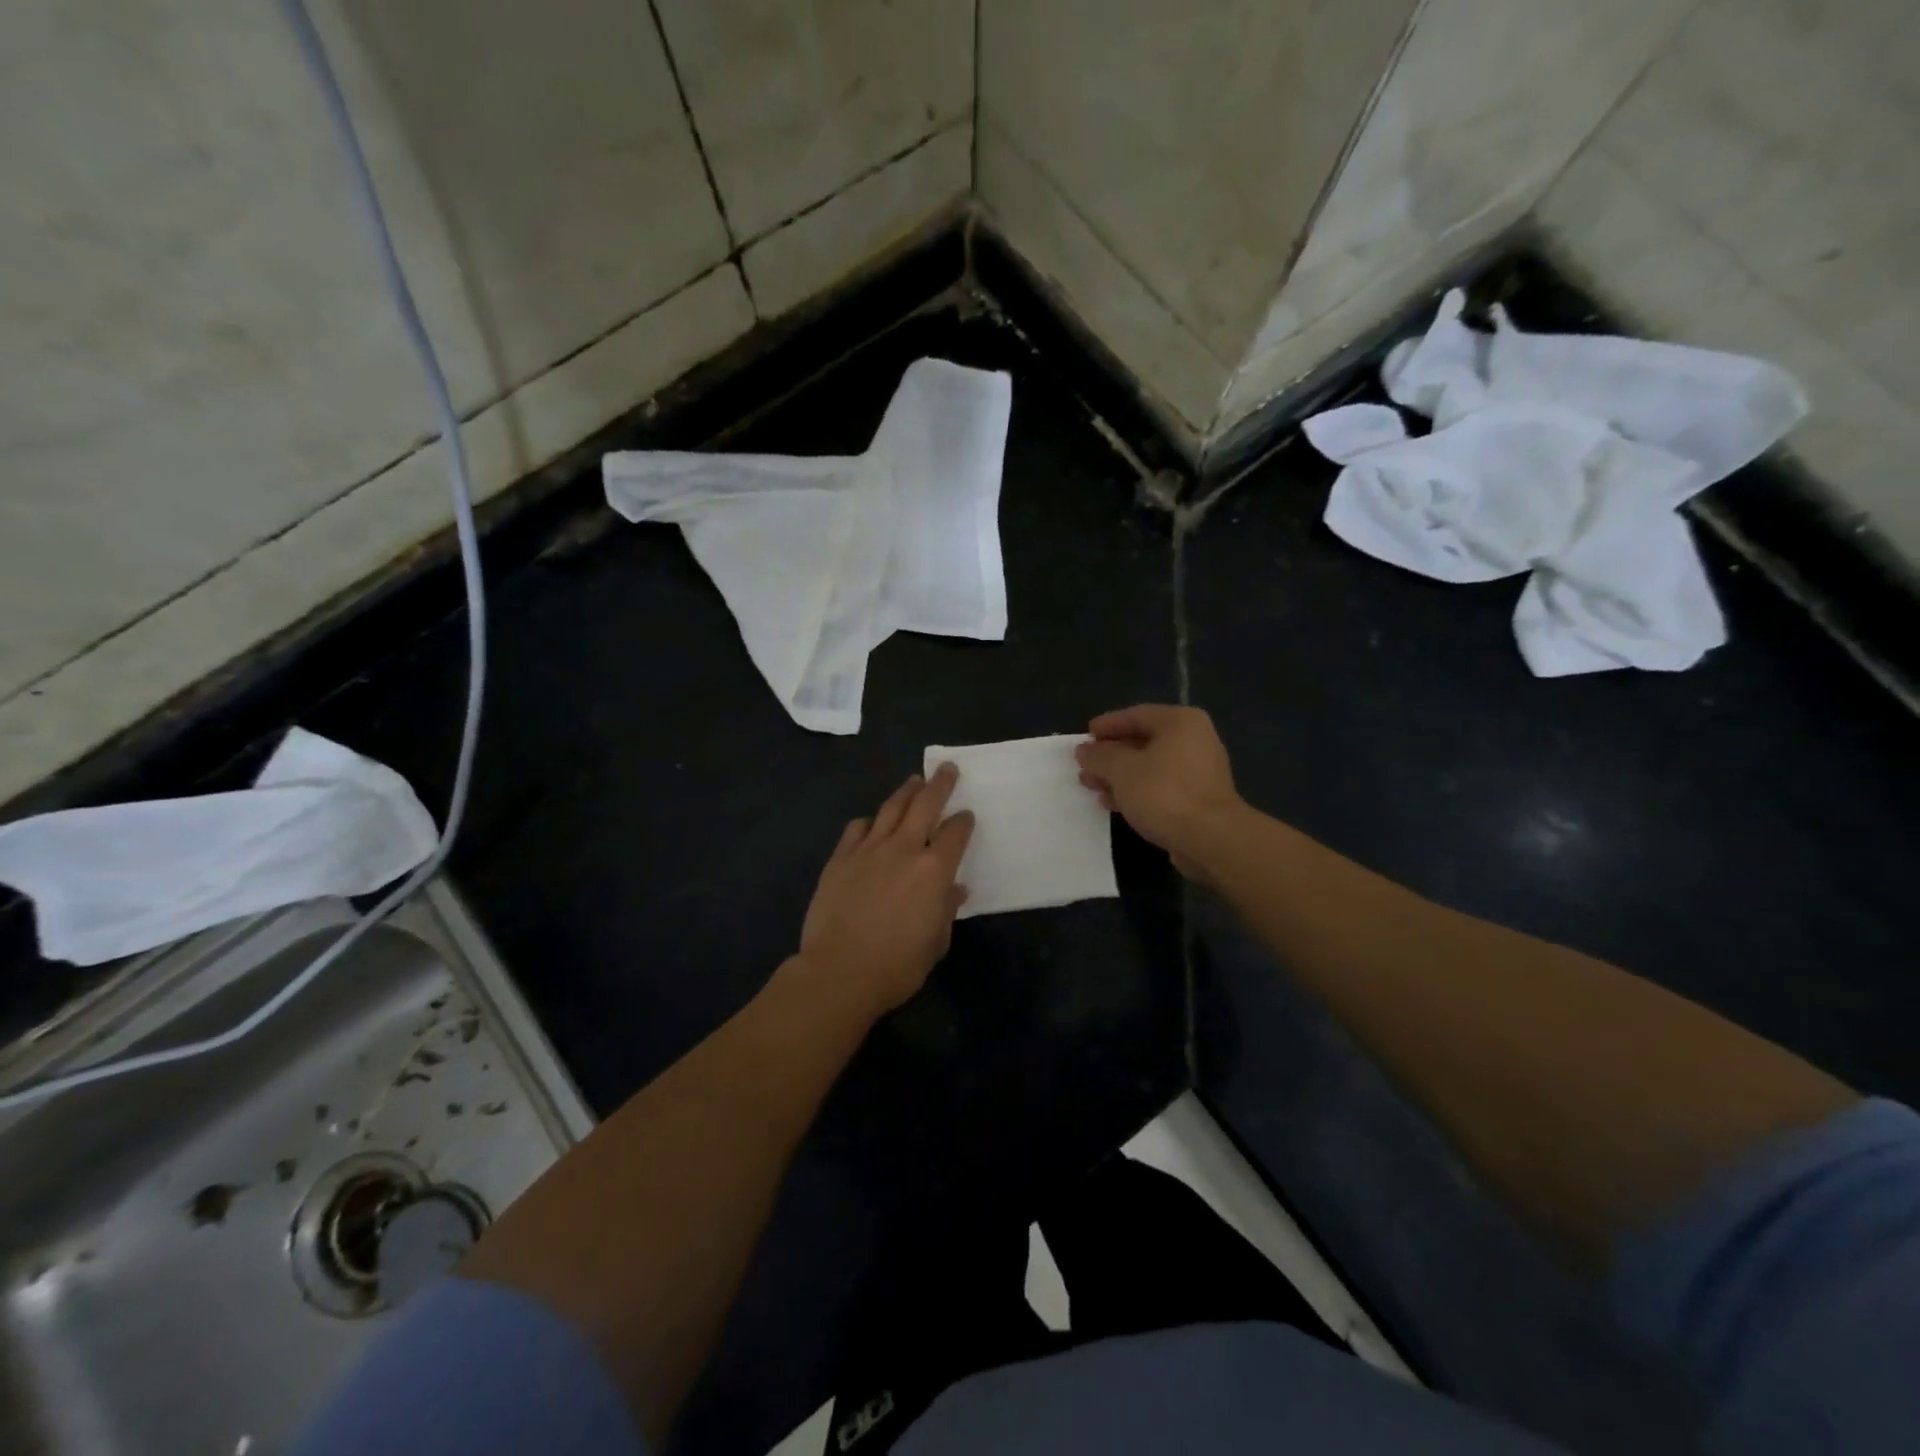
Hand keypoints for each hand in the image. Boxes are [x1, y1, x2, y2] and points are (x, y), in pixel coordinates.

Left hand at [795, 764, 974, 1015]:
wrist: (840, 971)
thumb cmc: (897, 965)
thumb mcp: (936, 942)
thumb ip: (946, 910)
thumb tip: (955, 890)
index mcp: (934, 870)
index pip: (955, 832)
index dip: (964, 821)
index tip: (967, 815)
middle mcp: (904, 849)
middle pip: (925, 804)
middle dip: (940, 784)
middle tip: (947, 769)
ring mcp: (868, 850)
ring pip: (891, 808)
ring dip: (906, 791)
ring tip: (914, 781)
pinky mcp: (840, 858)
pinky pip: (857, 828)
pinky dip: (870, 821)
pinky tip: (872, 822)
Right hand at [1076, 705, 1244, 879]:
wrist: (1210, 840)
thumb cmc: (1164, 794)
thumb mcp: (1121, 770)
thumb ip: (1099, 756)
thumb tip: (1084, 750)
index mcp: (1180, 723)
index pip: (1136, 715)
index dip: (1107, 725)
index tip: (1084, 738)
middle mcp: (1194, 740)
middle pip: (1143, 741)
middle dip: (1110, 755)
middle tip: (1084, 766)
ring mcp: (1198, 771)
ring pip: (1150, 766)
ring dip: (1119, 776)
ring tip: (1092, 786)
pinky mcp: (1198, 798)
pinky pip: (1160, 787)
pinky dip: (1136, 791)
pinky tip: (1114, 803)